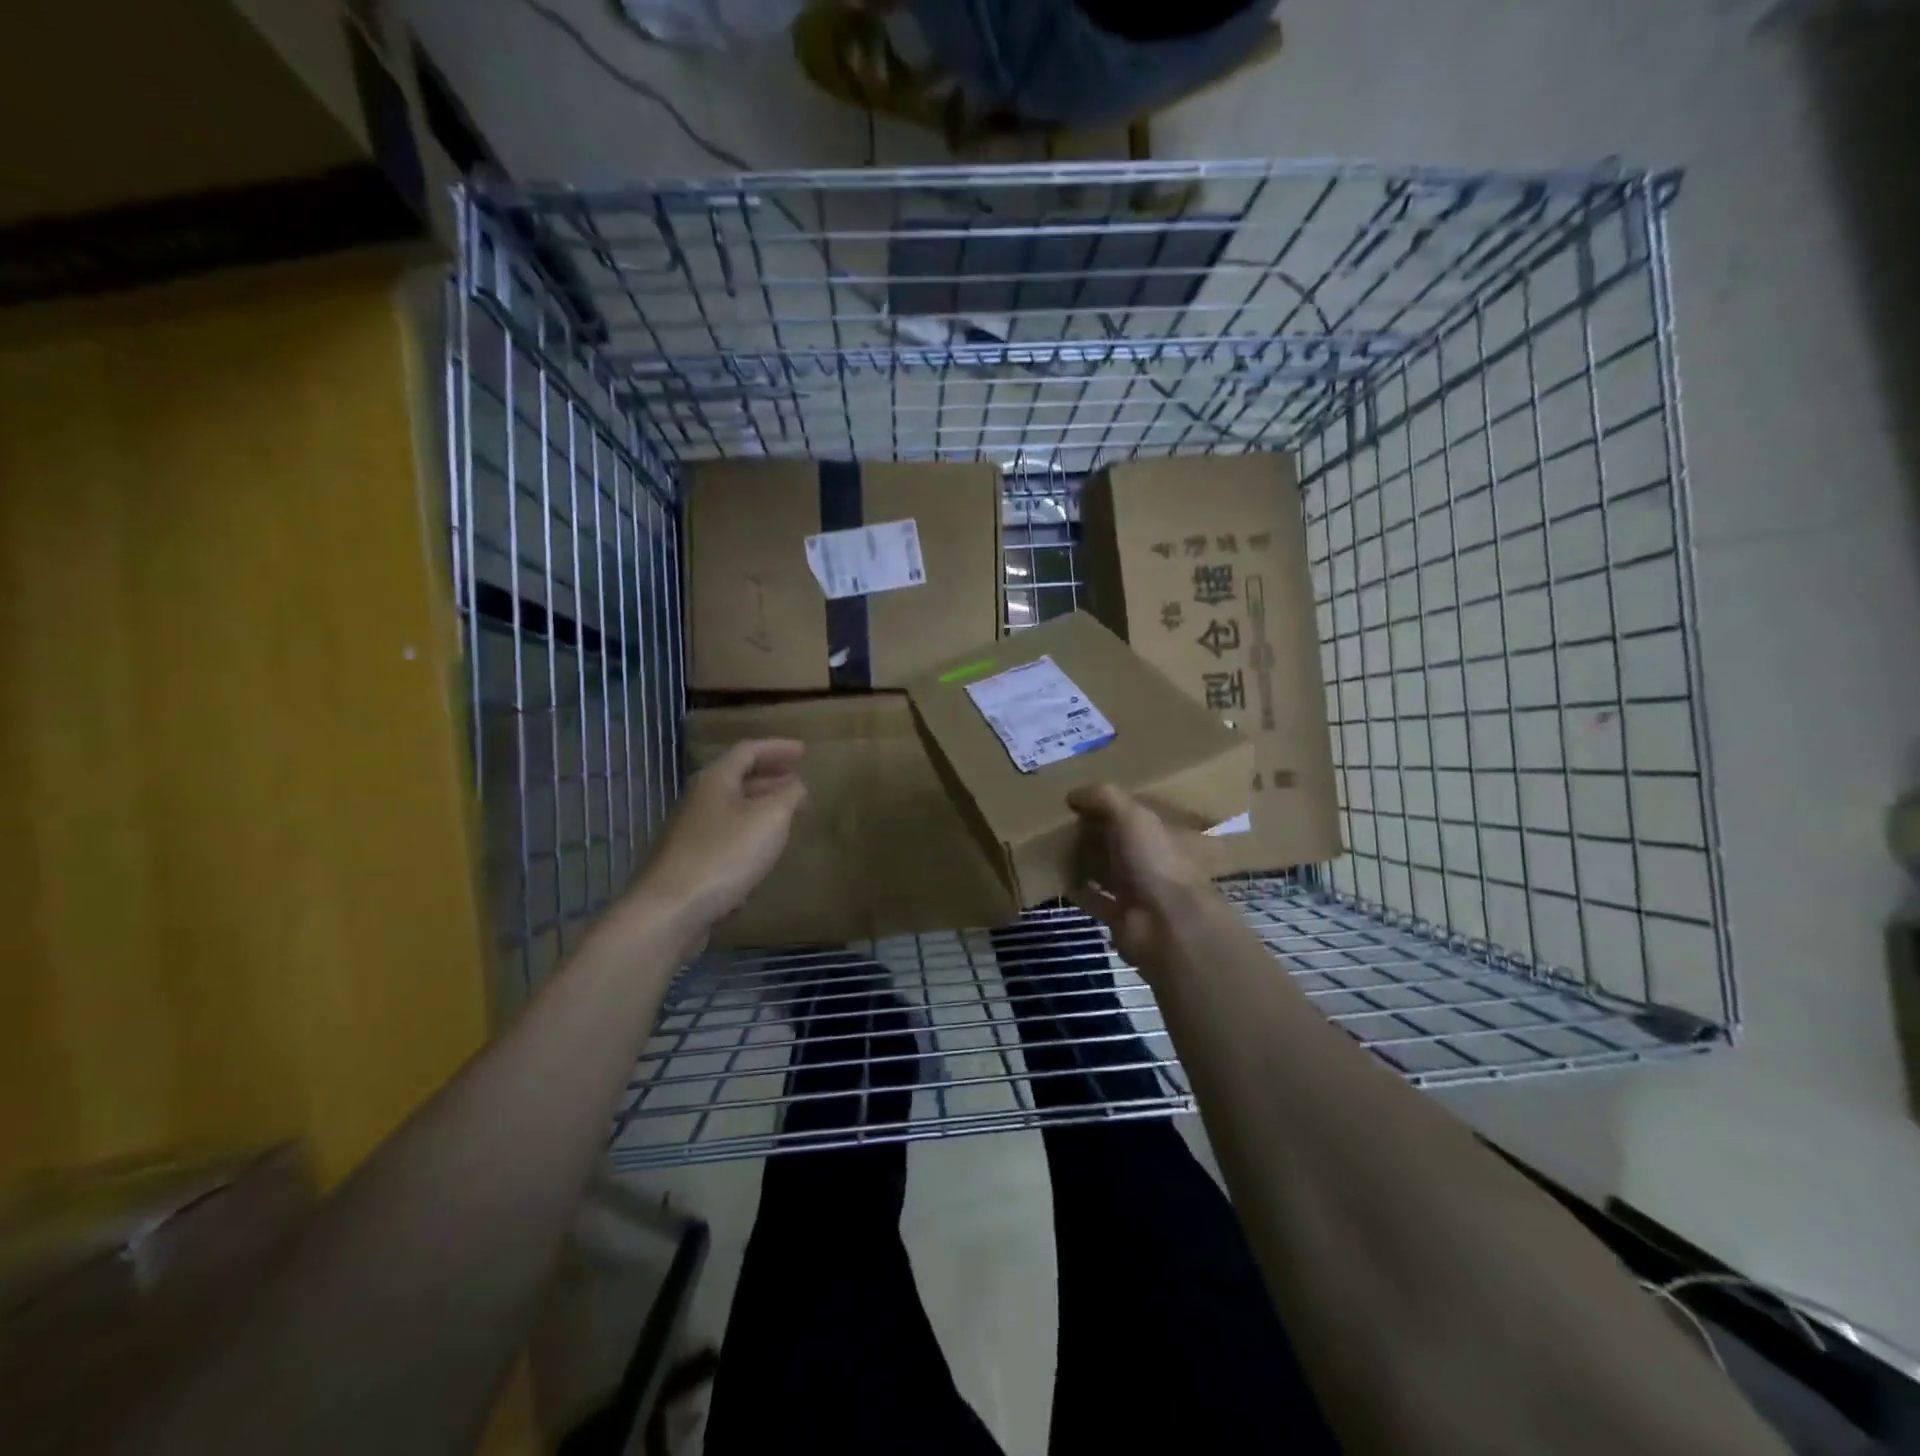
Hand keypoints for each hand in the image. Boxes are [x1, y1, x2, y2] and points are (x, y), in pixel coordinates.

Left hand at [628, 739, 806, 939]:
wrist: (669, 911)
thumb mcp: (770, 819)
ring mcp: (690, 832)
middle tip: (798, 782)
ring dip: (760, 807)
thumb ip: (788, 796)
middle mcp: (698, 800)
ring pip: (731, 809)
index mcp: (715, 780)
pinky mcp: (688, 862)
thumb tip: (795, 785)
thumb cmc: (724, 855)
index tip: (804, 752)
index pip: (748, 750)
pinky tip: (762, 853)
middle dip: (770, 777)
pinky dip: (748, 835)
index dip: (778, 748)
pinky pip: (724, 837)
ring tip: (786, 815)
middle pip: (737, 778)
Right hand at [1067, 782, 1218, 975]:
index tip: (1082, 800)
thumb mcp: (1132, 817)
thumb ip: (1104, 798)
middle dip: (1096, 834)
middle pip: (1119, 844)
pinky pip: (1094, 899)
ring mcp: (1137, 891)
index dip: (1112, 807)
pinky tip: (1058, 879)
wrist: (1167, 924)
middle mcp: (1152, 861)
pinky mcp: (1120, 916)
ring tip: (1054, 848)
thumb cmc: (1156, 862)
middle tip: (1060, 823)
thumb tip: (1072, 793)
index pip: (1136, 816)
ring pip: (1106, 871)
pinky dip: (1079, 890)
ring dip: (1085, 862)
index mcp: (1162, 834)